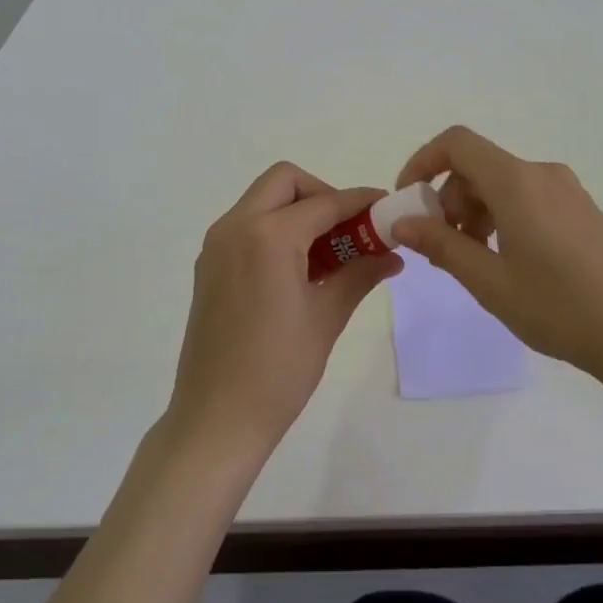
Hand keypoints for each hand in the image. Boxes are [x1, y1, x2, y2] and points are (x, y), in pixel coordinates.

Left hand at [168, 162, 402, 460]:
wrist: (215, 419)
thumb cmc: (278, 370)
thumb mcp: (326, 317)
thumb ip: (360, 274)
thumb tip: (393, 254)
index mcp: (268, 236)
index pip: (324, 203)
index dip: (359, 201)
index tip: (386, 207)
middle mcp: (236, 227)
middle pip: (284, 182)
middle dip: (322, 194)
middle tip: (348, 228)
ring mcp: (216, 245)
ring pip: (263, 201)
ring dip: (297, 211)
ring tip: (329, 251)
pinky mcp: (209, 265)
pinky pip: (247, 226)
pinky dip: (276, 229)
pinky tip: (298, 267)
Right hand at [391, 125, 602, 385]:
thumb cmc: (557, 307)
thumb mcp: (488, 281)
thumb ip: (441, 245)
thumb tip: (401, 222)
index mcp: (517, 182)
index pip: (457, 143)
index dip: (423, 162)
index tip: (408, 201)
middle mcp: (542, 174)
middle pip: (479, 166)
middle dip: (449, 199)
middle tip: (443, 247)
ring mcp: (568, 190)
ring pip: (503, 184)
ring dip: (476, 211)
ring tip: (476, 261)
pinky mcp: (583, 209)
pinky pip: (529, 197)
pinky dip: (504, 217)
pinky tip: (510, 261)